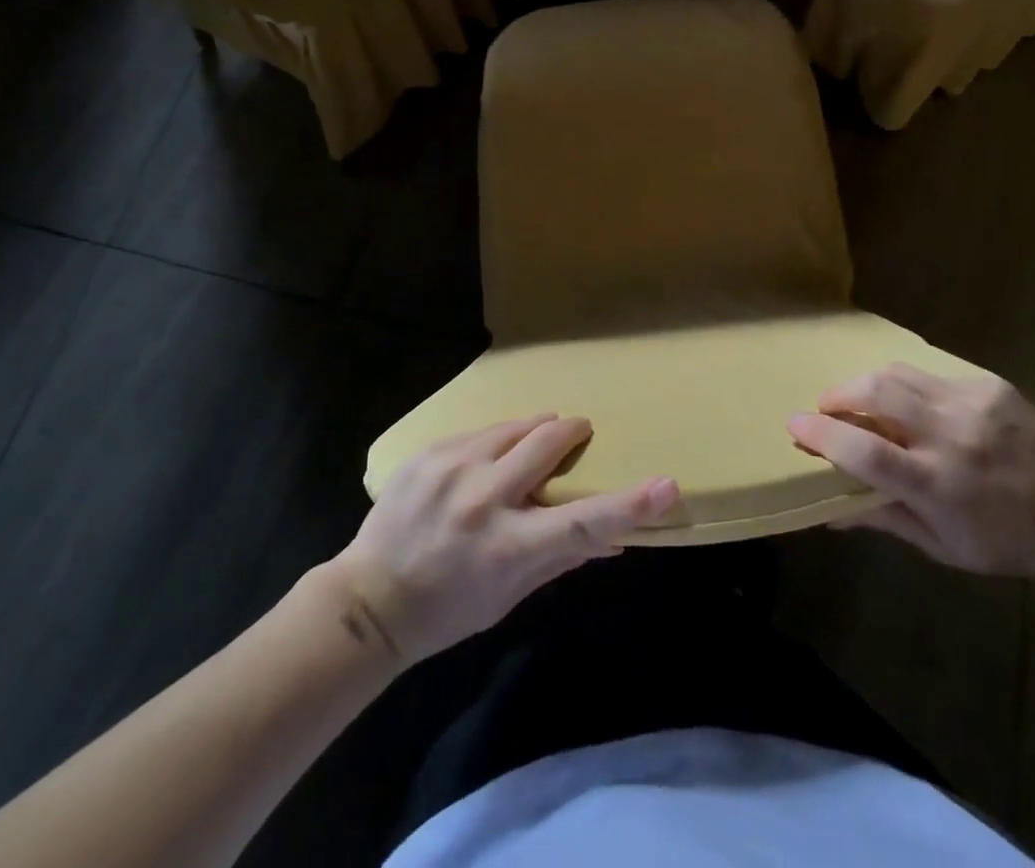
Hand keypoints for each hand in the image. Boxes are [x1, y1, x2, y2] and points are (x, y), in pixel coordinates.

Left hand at [336, 415, 679, 662]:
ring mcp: (451, 467)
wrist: (367, 601)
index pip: (583, 521)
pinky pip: (479, 432)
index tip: (667, 485)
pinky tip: (484, 462)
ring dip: (533, 431)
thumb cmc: (447, 609)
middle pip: (547, 442)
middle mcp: (482, 497)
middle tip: (579, 433)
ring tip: (532, 444)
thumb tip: (616, 539)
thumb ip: (562, 557)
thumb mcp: (509, 596)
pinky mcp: (429, 452)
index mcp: (508, 546)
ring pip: (514, 426)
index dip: (630, 504)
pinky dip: (495, 442)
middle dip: (571, 431)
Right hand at [787, 363, 1034, 578]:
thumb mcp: (940, 546)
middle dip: (839, 394)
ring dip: (868, 383)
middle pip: (877, 392)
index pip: (864, 451)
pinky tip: (914, 404)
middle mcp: (950, 435)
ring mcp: (972, 403)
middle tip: (827, 406)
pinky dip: (910, 386)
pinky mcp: (989, 384)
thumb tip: (828, 513)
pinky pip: (931, 374)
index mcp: (936, 483)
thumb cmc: (1001, 540)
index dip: (822, 435)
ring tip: (861, 398)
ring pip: (898, 373)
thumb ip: (883, 520)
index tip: (795, 425)